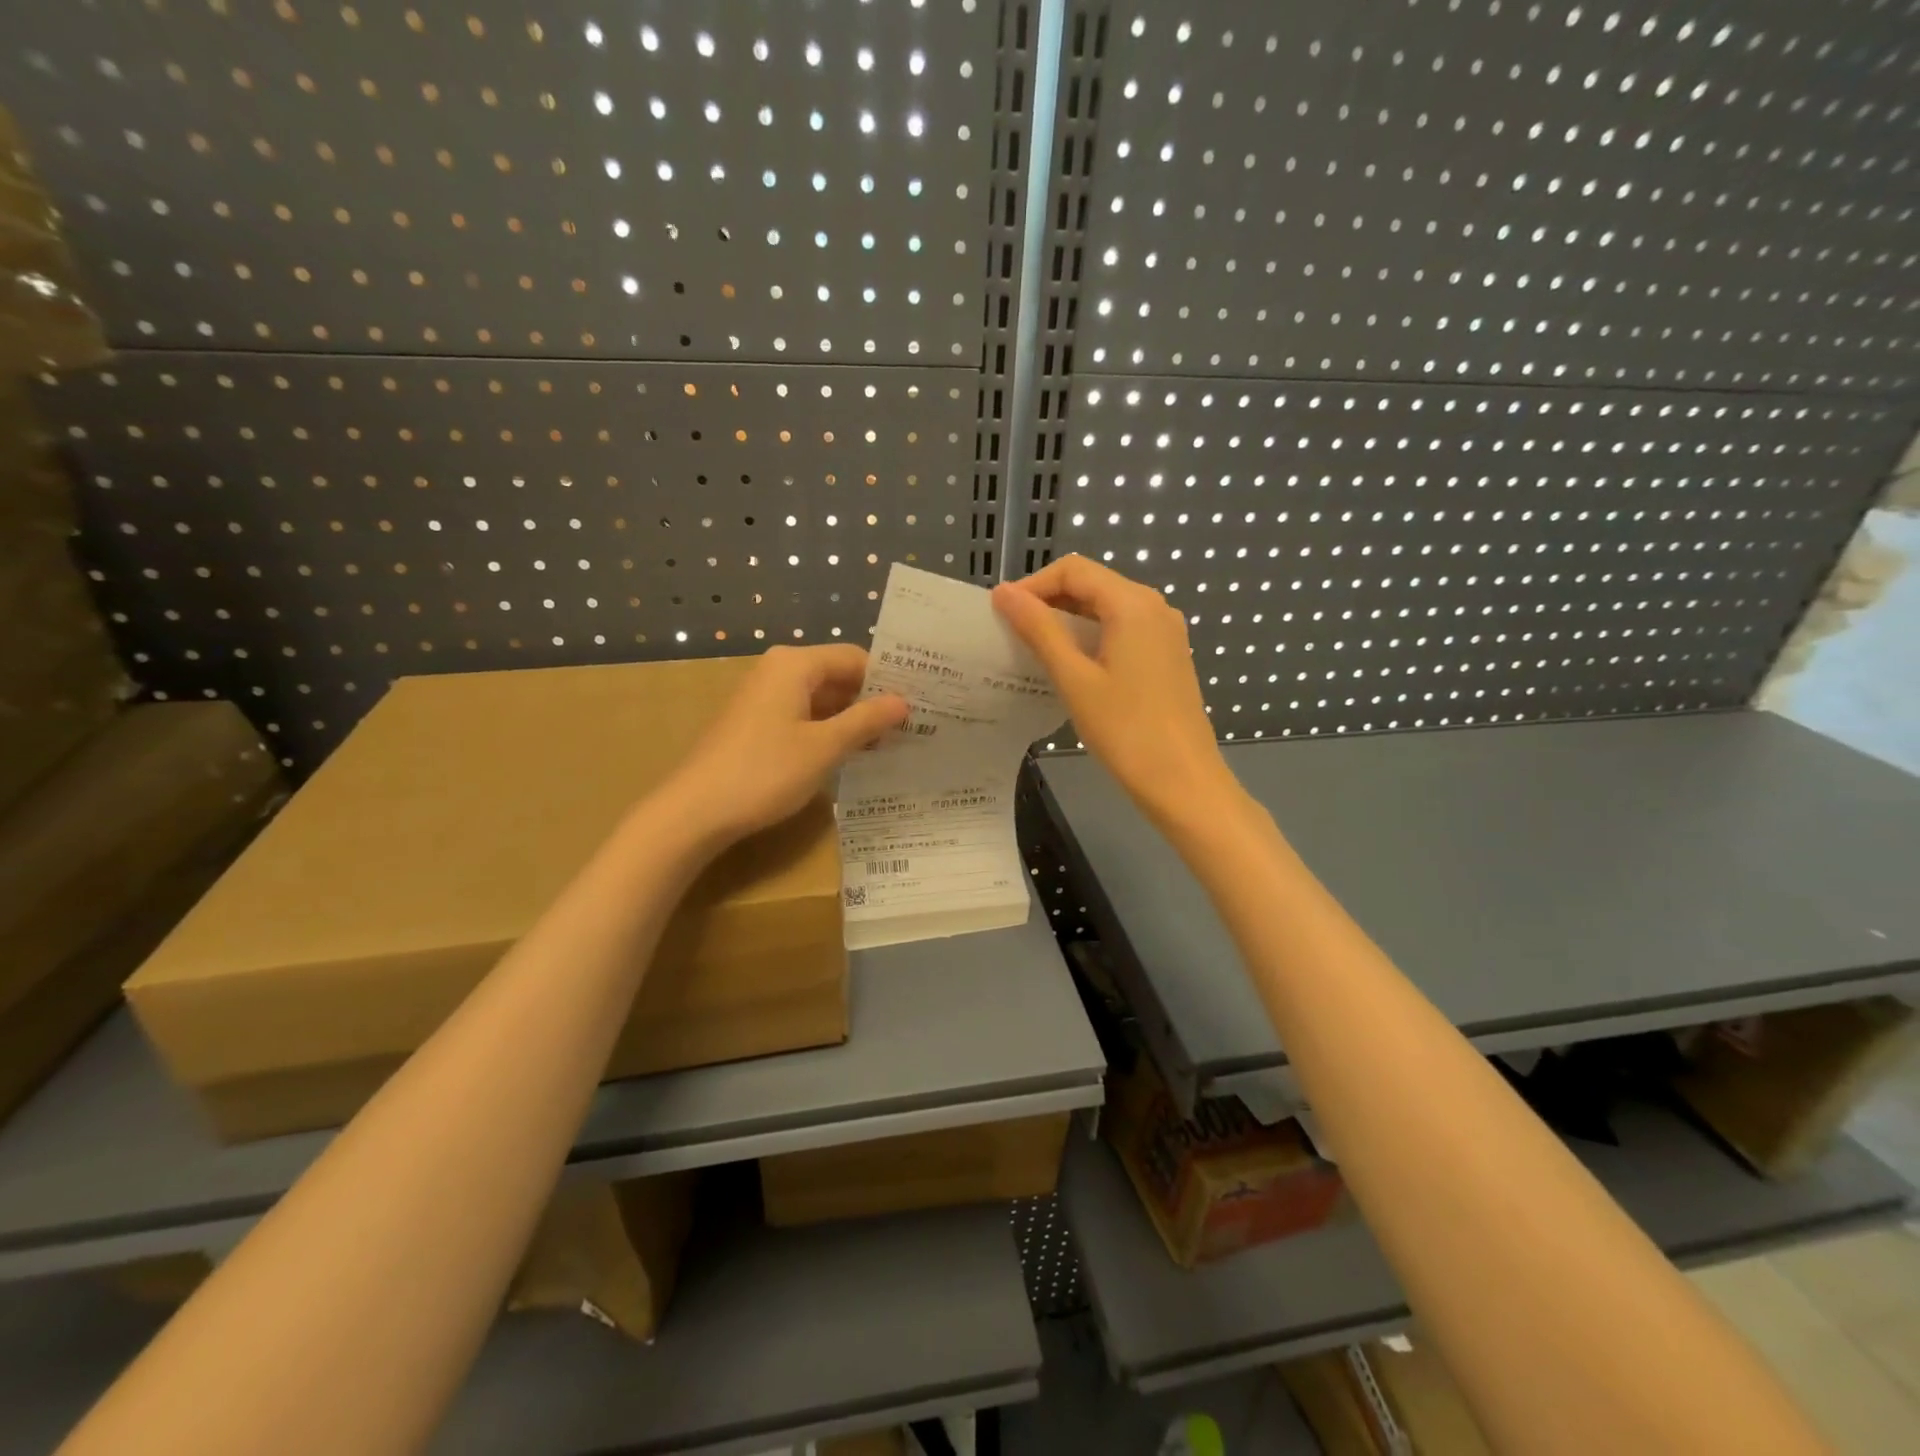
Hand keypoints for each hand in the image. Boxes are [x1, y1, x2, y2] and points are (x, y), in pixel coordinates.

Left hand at [658, 645, 906, 847]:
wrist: (695, 811)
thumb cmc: (765, 771)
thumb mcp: (824, 747)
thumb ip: (866, 720)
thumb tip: (903, 702)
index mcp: (795, 665)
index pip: (855, 658)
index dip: (887, 680)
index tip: (919, 704)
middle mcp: (778, 671)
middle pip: (837, 675)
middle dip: (871, 701)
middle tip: (911, 727)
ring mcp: (763, 697)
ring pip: (821, 698)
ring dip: (852, 719)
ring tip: (889, 743)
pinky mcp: (756, 723)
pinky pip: (803, 716)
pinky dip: (828, 730)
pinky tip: (851, 754)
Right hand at [993, 556, 1238, 833]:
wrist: (1183, 782)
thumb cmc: (1125, 730)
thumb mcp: (1074, 678)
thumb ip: (1039, 630)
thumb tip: (1004, 593)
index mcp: (1132, 604)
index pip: (1073, 570)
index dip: (1033, 585)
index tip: (1001, 613)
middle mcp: (1154, 607)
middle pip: (1092, 584)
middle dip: (1049, 601)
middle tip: (1011, 632)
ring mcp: (1165, 632)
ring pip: (1107, 608)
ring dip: (1068, 621)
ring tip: (1033, 649)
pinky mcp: (1168, 656)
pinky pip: (1123, 631)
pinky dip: (1091, 638)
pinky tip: (1071, 666)